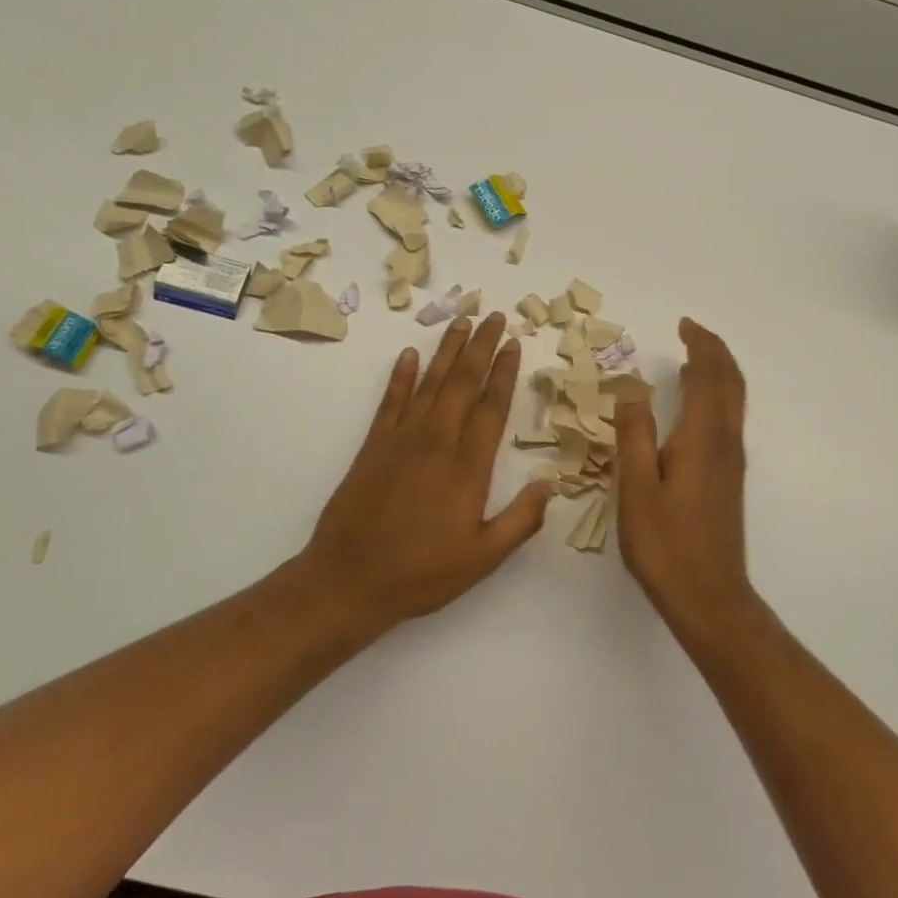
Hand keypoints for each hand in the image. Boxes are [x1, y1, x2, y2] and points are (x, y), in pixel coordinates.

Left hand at [301, 313, 552, 629]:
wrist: (349, 580)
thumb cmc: (421, 573)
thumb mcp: (483, 558)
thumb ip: (521, 520)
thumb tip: (549, 484)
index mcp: (467, 467)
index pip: (492, 407)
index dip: (505, 373)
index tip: (514, 344)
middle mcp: (436, 442)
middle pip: (462, 383)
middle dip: (481, 347)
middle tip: (495, 317)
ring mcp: (401, 440)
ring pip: (430, 383)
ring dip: (447, 350)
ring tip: (462, 322)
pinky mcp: (373, 445)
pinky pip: (391, 400)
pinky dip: (401, 376)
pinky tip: (409, 355)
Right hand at [614, 318, 755, 624]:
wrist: (709, 596)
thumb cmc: (666, 545)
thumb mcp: (636, 489)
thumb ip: (633, 434)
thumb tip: (632, 386)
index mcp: (702, 438)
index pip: (709, 376)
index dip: (700, 345)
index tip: (684, 324)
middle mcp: (725, 443)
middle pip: (731, 383)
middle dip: (715, 352)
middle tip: (691, 332)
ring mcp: (731, 462)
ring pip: (734, 402)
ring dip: (719, 373)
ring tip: (693, 359)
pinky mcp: (728, 479)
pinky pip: (728, 420)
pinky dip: (717, 397)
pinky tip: (695, 409)